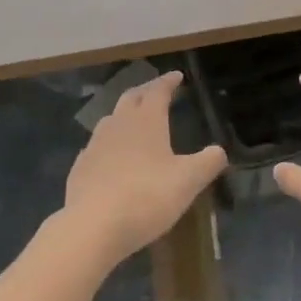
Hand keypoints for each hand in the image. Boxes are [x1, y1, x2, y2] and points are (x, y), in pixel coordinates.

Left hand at [62, 71, 227, 265]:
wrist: (92, 225)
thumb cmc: (146, 197)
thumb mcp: (187, 182)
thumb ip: (207, 163)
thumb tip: (219, 150)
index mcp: (146, 120)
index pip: (158, 91)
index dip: (168, 81)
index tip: (177, 75)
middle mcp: (118, 124)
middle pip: (131, 98)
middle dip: (145, 91)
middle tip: (156, 91)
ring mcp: (95, 144)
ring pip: (111, 119)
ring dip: (124, 114)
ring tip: (134, 120)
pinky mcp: (81, 166)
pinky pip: (97, 145)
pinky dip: (108, 143)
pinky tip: (111, 155)